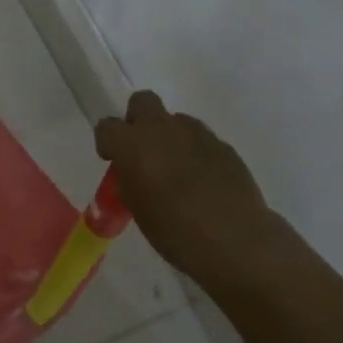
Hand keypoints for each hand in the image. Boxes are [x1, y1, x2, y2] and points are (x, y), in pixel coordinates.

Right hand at [94, 91, 271, 277]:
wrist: (235, 241)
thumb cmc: (175, 232)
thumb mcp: (137, 208)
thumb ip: (130, 180)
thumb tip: (133, 172)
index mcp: (133, 145)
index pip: (107, 126)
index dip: (108, 142)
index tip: (113, 160)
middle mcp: (162, 129)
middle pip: (142, 101)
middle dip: (139, 119)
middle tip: (143, 150)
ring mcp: (196, 134)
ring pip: (176, 120)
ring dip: (170, 137)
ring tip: (178, 170)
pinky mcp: (223, 145)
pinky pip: (201, 139)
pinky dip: (196, 153)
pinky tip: (204, 181)